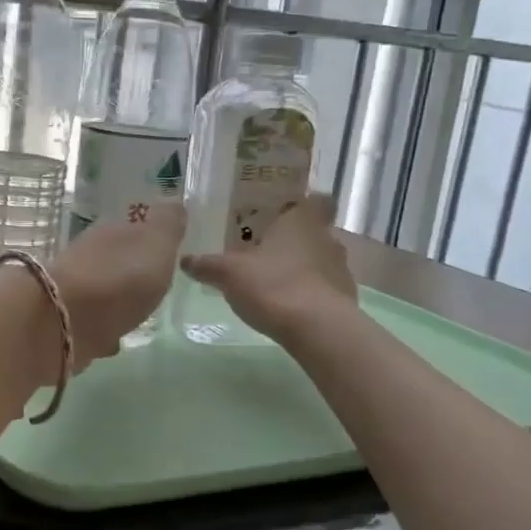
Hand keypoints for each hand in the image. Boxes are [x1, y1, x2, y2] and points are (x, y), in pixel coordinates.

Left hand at [50, 203, 186, 365]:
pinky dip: (102, 328)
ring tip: (137, 314)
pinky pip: (90, 322)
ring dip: (116, 301)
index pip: (133, 228)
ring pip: (100, 291)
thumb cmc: (118, 280)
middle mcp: (88, 255)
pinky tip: (114, 340)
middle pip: (115, 260)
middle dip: (131, 271)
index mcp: (111, 232)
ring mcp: (72, 289)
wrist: (61, 323)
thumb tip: (175, 202)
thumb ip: (168, 226)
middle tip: (153, 285)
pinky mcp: (63, 322)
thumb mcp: (155, 246)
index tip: (166, 252)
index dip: (149, 239)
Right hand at [181, 195, 354, 344]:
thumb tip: (185, 260)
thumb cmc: (273, 285)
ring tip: (274, 281)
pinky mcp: (345, 298)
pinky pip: (325, 288)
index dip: (303, 204)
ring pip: (320, 259)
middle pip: (314, 231)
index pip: (317, 200)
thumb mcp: (229, 273)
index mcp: (302, 221)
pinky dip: (309, 293)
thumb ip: (207, 265)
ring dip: (302, 267)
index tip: (284, 213)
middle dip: (293, 240)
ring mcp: (341, 269)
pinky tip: (288, 306)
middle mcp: (327, 238)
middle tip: (266, 249)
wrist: (318, 329)